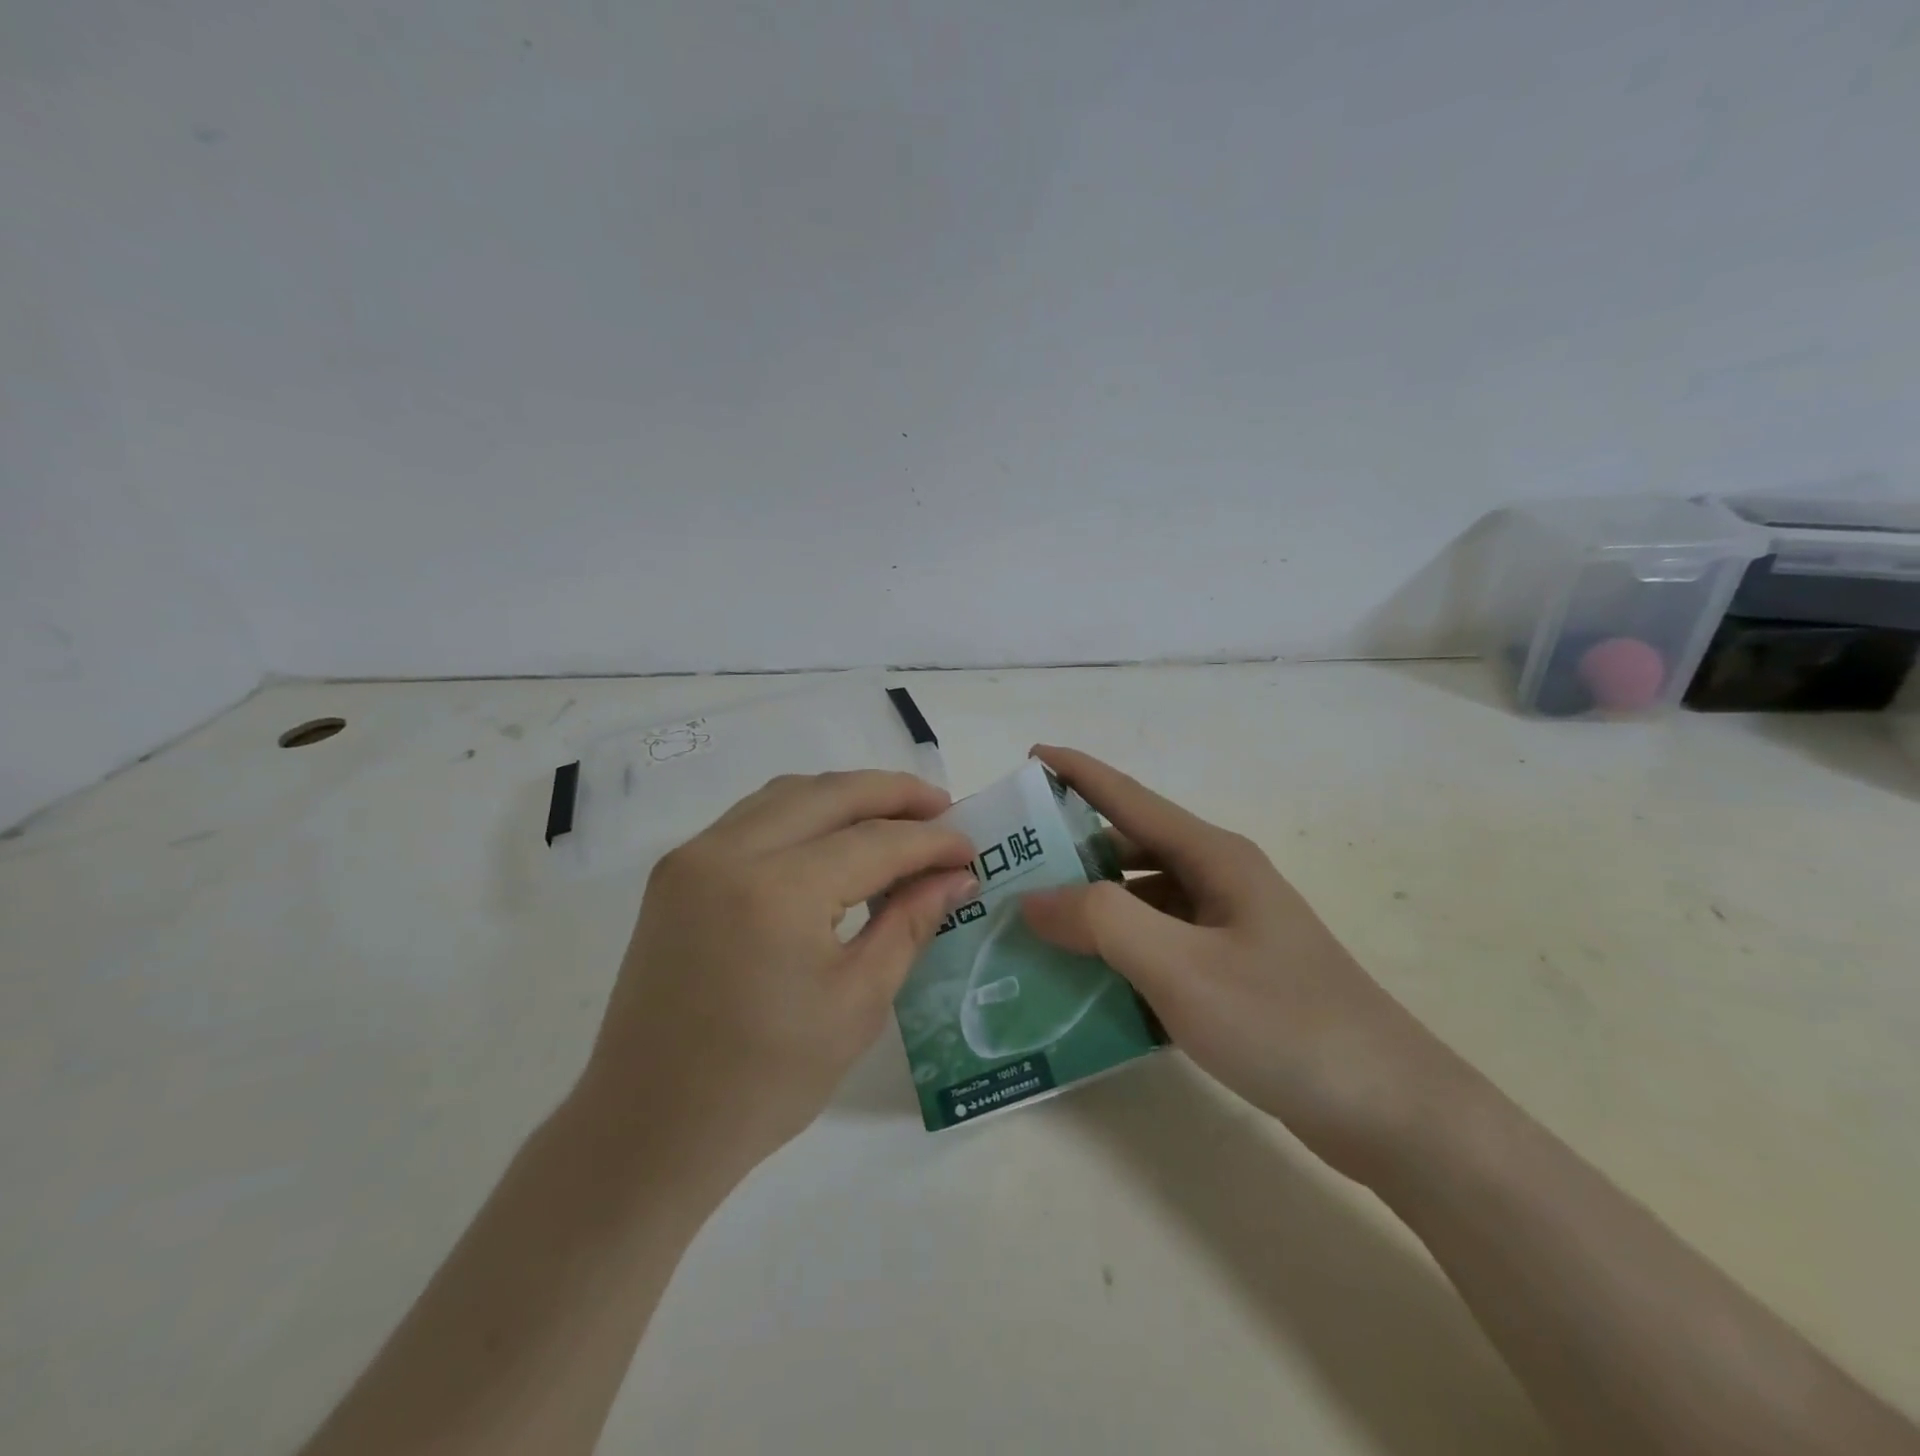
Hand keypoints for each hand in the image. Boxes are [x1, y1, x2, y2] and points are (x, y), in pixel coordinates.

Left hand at [579, 771, 977, 1183]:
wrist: (650, 1125)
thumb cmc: (766, 1080)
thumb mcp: (858, 1002)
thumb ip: (910, 922)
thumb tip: (955, 875)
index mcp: (778, 891)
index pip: (875, 841)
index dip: (931, 840)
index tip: (971, 846)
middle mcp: (730, 852)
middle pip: (831, 793)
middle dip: (895, 793)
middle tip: (942, 808)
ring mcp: (694, 855)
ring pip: (789, 794)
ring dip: (847, 796)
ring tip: (895, 816)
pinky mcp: (677, 871)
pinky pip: (754, 816)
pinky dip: (803, 812)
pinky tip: (834, 836)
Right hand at [1020, 746, 1463, 1179]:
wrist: (1390, 1111)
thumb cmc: (1283, 1022)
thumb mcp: (1180, 967)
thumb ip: (1101, 921)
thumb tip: (1034, 897)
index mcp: (1212, 857)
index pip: (1129, 798)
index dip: (1077, 773)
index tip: (1028, 757)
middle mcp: (1219, 880)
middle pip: (1131, 848)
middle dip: (1070, 850)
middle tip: (1010, 866)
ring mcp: (1228, 929)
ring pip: (1143, 901)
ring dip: (1092, 908)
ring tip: (1033, 925)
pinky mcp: (1232, 974)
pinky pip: (1159, 946)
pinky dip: (1119, 954)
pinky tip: (1084, 982)